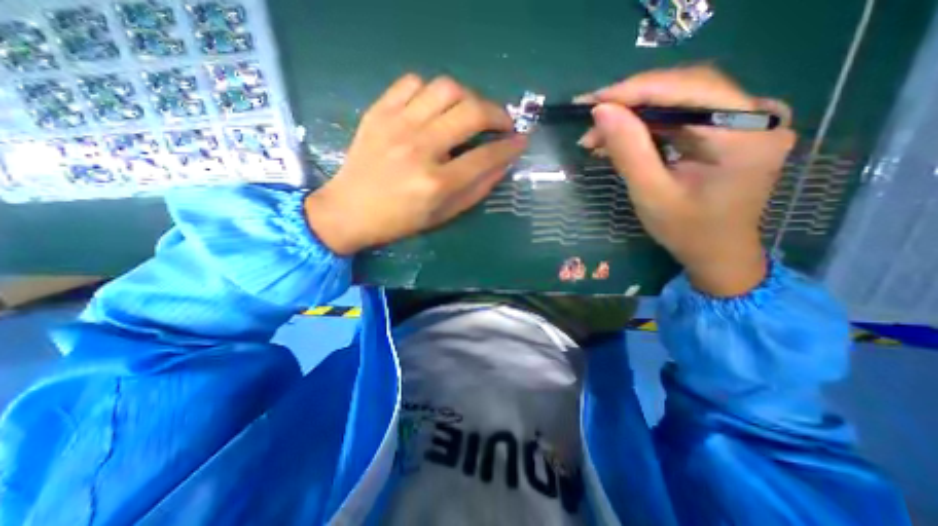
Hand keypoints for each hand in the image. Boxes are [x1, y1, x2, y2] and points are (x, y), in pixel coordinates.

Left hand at [306, 74, 526, 254]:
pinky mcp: (378, 112)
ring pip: (446, 88)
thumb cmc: (400, 221)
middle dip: (498, 113)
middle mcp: (420, 149)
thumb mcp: (443, 215)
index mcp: (436, 183)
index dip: (510, 147)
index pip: (485, 156)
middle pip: (471, 112)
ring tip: (471, 112)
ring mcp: (397, 126)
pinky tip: (435, 107)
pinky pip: (412, 82)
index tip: (521, 140)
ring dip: (469, 97)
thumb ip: (476, 190)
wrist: (350, 210)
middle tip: (503, 123)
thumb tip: (502, 163)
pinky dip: (432, 91)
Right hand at [576, 65, 792, 295]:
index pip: (689, 89)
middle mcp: (756, 115)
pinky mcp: (727, 130)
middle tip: (589, 121)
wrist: (716, 252)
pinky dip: (646, 126)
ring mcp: (744, 121)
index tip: (593, 101)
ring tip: (596, 135)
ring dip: (633, 116)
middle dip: (631, 103)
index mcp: (747, 134)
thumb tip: (602, 112)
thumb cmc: (687, 230)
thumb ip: (628, 151)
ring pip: (679, 101)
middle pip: (685, 89)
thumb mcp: (651, 194)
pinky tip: (618, 137)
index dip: (636, 90)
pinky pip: (680, 117)